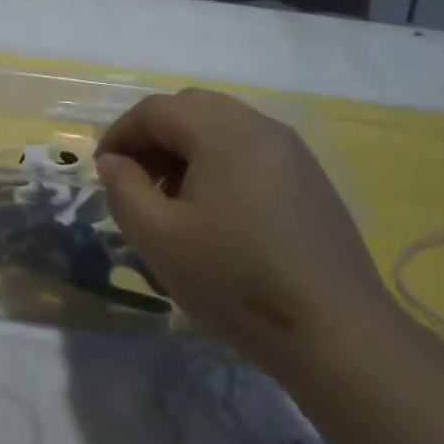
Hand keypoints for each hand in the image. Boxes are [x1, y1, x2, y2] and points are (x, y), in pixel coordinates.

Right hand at [95, 89, 391, 368]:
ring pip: (223, 126)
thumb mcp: (160, 239)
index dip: (120, 134)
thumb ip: (124, 190)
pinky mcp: (311, 178)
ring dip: (187, 148)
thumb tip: (114, 162)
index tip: (103, 169)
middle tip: (136, 179)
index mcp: (222, 131)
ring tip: (174, 198)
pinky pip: (251, 148)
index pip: (156, 110)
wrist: (339, 335)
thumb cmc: (237, 281)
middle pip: (191, 108)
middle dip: (154, 136)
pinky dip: (220, 161)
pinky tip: (219, 211)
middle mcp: (259, 126)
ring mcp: (292, 150)